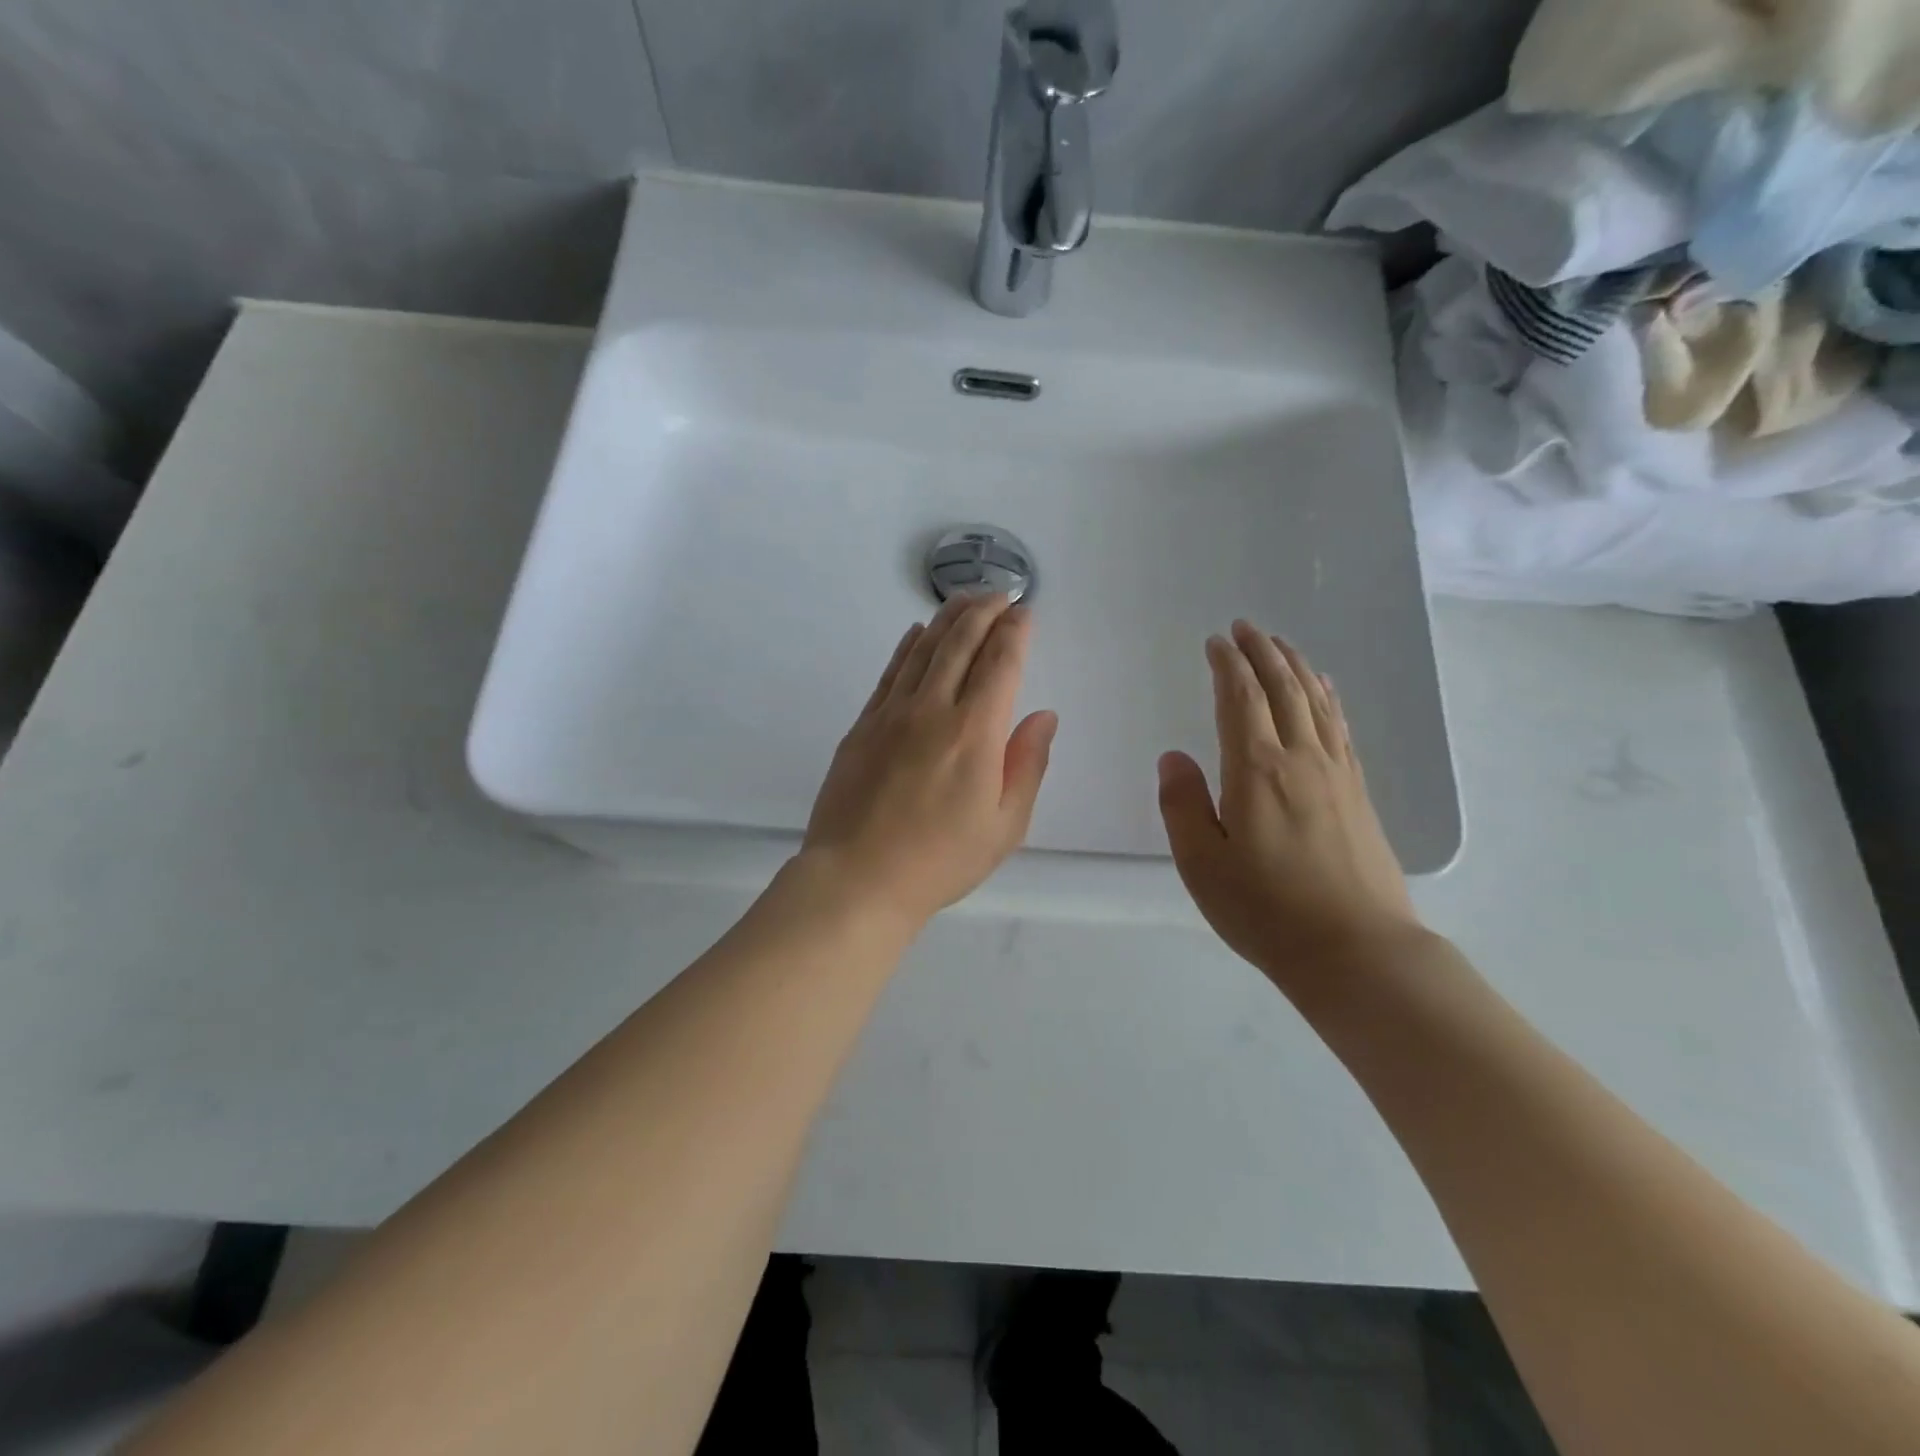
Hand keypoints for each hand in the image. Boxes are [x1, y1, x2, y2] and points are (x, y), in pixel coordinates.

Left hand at [801, 593, 1057, 928]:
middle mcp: (933, 709)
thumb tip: (1043, 716)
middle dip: (985, 611)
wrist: (857, 878)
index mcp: (975, 732)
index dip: (1015, 632)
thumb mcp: (1004, 825)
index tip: (1025, 613)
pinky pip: (890, 672)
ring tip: (966, 599)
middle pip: (961, 643)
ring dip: (948, 618)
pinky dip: (908, 646)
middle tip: (1001, 593)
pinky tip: (917, 632)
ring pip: (924, 649)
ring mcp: (892, 713)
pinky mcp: (863, 725)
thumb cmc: (940, 860)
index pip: (1001, 664)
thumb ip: (1027, 764)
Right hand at [1157, 621, 1421, 984]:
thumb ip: (1182, 805)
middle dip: (1262, 652)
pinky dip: (1328, 698)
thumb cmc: (1266, 910)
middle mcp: (1300, 759)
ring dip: (1295, 666)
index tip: (1216, 642)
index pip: (1240, 700)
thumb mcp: (1201, 864)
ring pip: (1315, 702)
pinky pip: (1340, 727)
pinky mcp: (1358, 793)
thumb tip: (1174, 757)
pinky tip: (1324, 691)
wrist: (1356, 951)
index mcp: (1256, 770)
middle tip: (1245, 627)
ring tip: (1280, 644)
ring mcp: (1336, 774)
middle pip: (1282, 688)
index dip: (1228, 665)